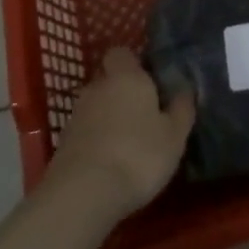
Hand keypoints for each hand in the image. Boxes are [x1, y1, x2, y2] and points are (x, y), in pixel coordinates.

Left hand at [46, 47, 194, 217]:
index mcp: (127, 77)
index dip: (134, 63)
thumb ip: (182, 108)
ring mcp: (76, 116)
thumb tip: (186, 88)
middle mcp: (98, 87)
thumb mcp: (174, 135)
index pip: (122, 53)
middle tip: (144, 117)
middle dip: (122, 94)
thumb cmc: (138, 155)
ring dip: (108, 119)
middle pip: (109, 81)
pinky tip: (109, 164)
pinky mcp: (62, 144)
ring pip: (96, 108)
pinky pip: (85, 133)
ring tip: (127, 145)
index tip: (150, 81)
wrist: (82, 195)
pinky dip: (95, 142)